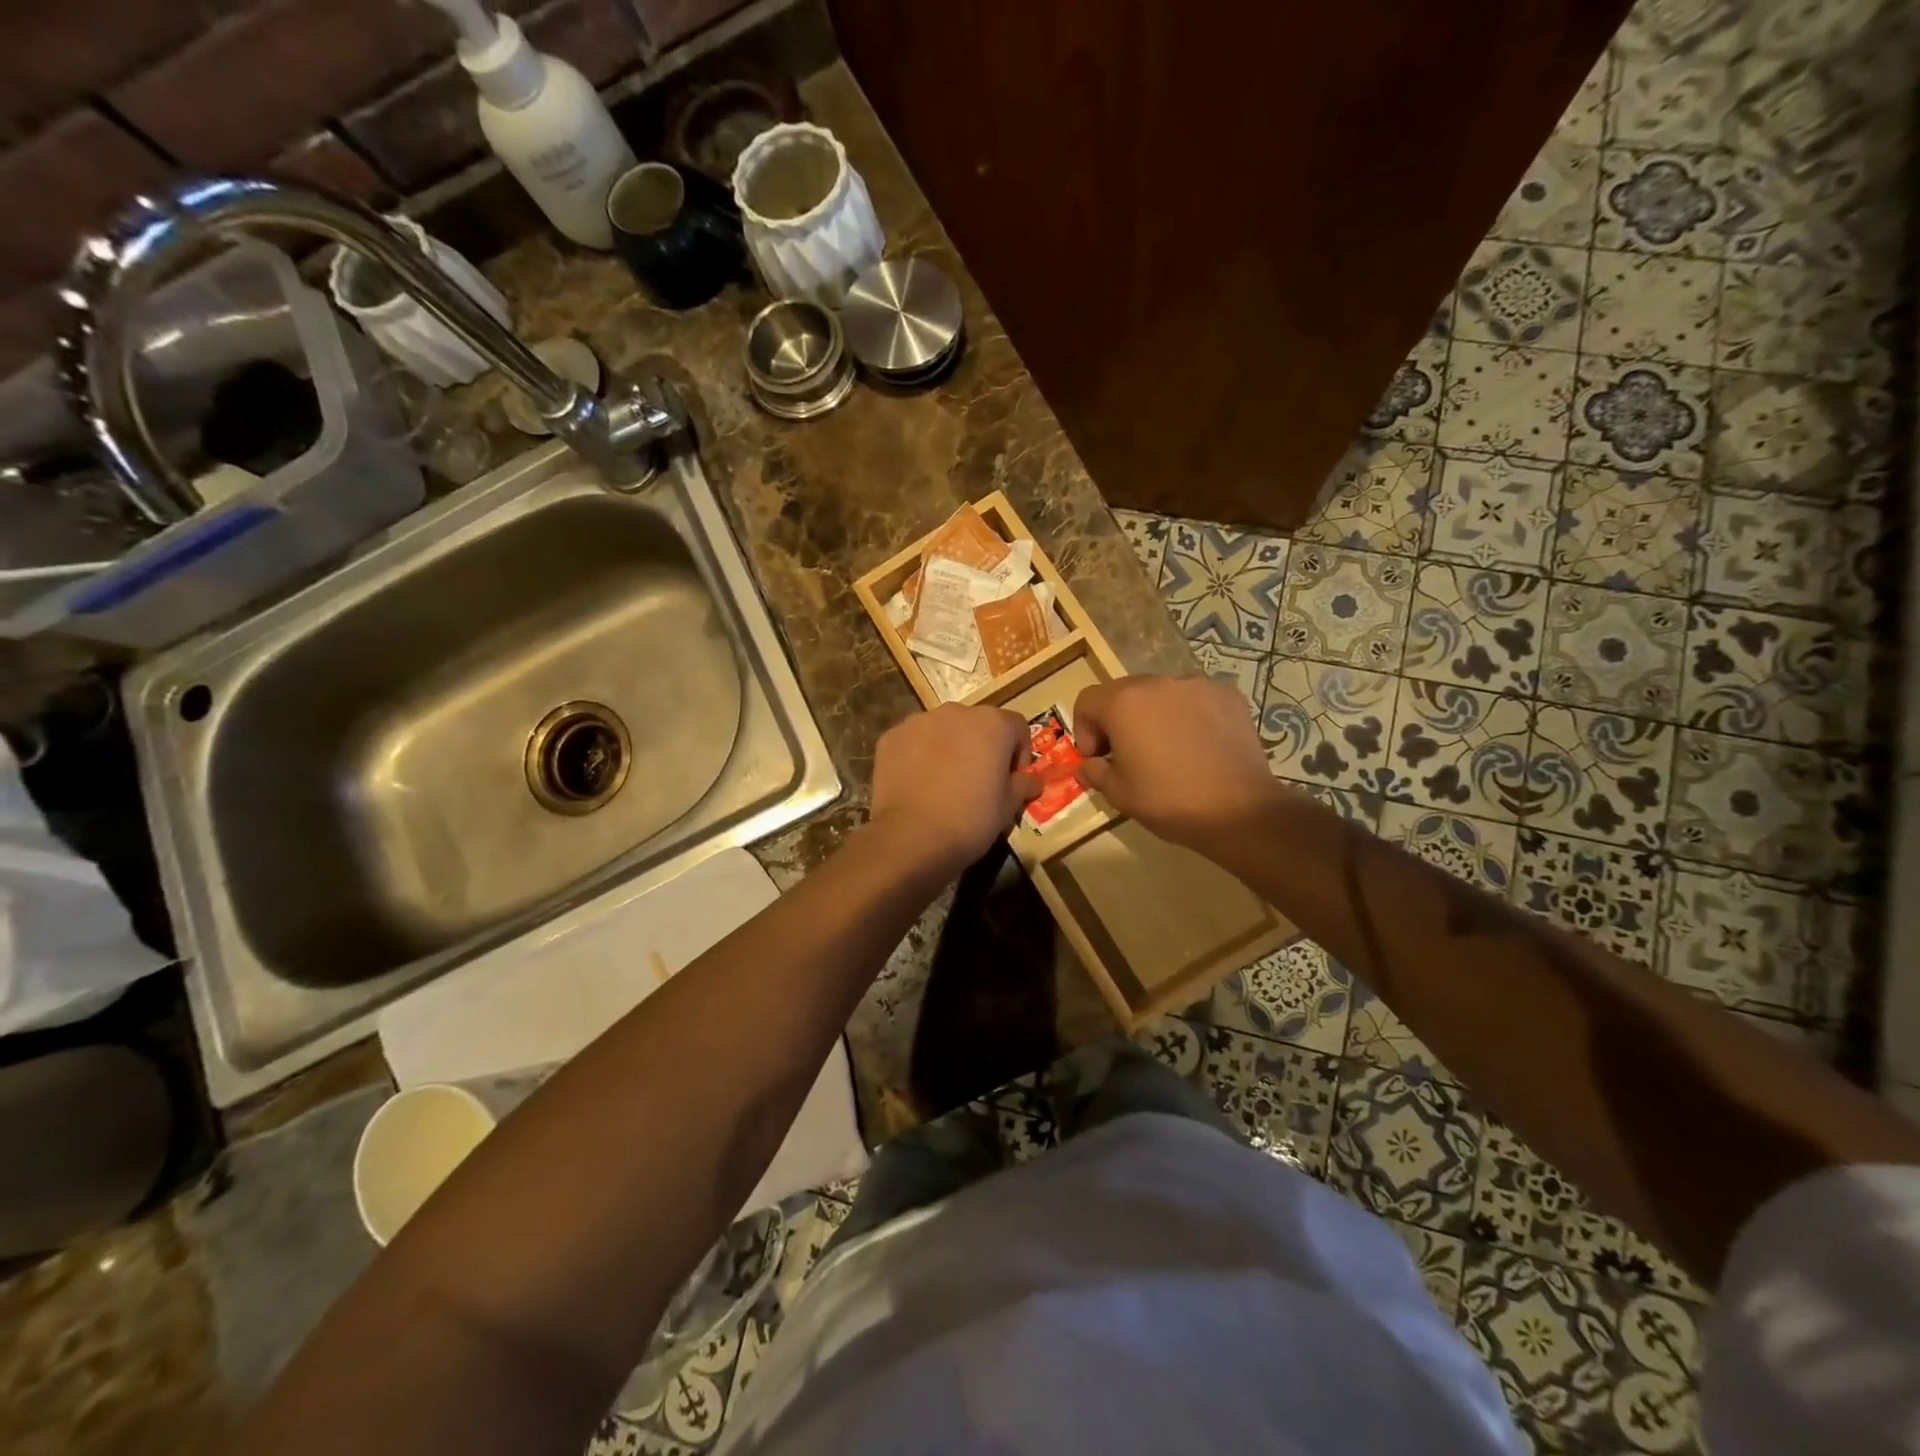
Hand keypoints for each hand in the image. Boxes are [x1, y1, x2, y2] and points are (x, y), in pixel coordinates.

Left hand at [869, 704, 1042, 874]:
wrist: (912, 837)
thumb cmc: (971, 819)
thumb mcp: (1009, 806)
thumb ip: (1024, 785)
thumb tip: (1032, 780)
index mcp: (992, 723)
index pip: (1016, 727)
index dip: (1018, 754)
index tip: (1012, 780)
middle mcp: (956, 712)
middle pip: (978, 724)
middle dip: (982, 747)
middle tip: (978, 782)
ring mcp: (919, 722)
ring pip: (943, 730)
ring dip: (949, 748)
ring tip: (945, 783)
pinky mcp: (891, 737)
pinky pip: (913, 742)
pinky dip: (918, 756)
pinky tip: (918, 785)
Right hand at [1073, 675, 1287, 849]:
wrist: (1239, 810)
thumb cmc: (1168, 800)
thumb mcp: (1118, 794)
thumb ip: (1094, 771)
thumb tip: (1090, 764)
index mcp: (1124, 702)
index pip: (1087, 701)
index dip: (1083, 730)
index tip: (1096, 758)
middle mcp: (1158, 683)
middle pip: (1124, 692)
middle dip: (1117, 720)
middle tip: (1127, 754)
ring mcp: (1197, 685)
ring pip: (1161, 694)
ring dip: (1154, 716)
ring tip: (1167, 750)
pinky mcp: (1228, 696)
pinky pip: (1195, 700)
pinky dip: (1188, 716)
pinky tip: (1198, 746)